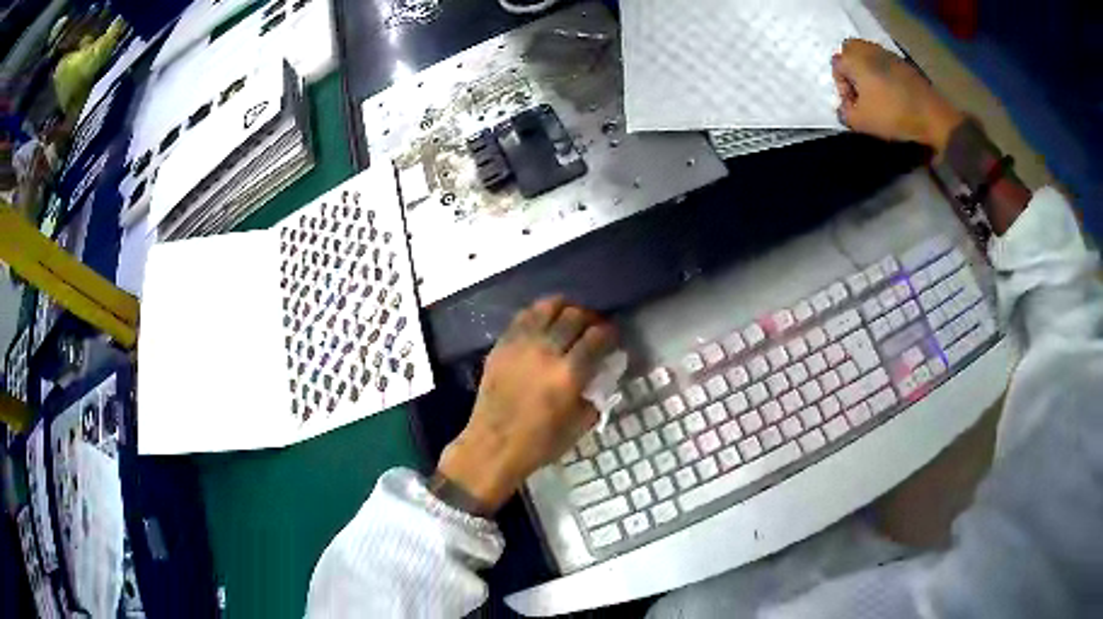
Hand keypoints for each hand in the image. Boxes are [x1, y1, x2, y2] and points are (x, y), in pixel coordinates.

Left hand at [436, 297, 616, 513]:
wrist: (493, 447)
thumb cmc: (539, 443)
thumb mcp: (579, 425)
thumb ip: (595, 396)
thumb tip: (602, 375)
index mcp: (569, 374)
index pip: (597, 337)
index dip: (609, 332)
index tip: (613, 335)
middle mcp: (546, 352)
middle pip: (574, 316)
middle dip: (590, 317)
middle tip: (593, 325)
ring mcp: (520, 345)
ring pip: (546, 309)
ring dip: (564, 307)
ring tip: (570, 315)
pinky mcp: (501, 346)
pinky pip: (522, 318)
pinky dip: (538, 313)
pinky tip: (544, 320)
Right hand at [832, 39, 964, 154]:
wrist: (931, 116)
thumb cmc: (892, 115)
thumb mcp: (861, 122)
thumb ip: (845, 114)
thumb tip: (844, 109)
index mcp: (853, 59)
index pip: (836, 67)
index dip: (842, 88)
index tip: (854, 106)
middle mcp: (867, 49)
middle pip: (850, 51)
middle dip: (851, 69)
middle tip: (861, 92)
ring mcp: (887, 53)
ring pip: (868, 55)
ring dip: (868, 70)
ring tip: (877, 94)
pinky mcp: (903, 63)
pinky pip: (885, 62)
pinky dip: (883, 73)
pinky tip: (892, 93)